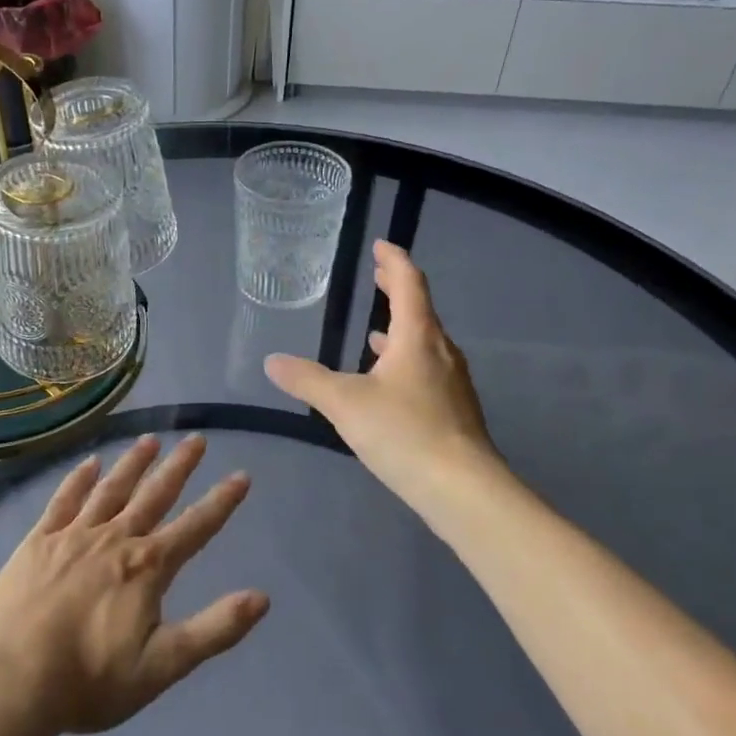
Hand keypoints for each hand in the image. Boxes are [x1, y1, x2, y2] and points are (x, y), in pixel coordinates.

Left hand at [0, 435, 267, 735]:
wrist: (11, 680)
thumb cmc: (90, 680)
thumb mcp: (162, 666)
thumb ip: (214, 629)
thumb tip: (262, 597)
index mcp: (147, 567)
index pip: (196, 527)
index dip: (221, 501)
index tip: (241, 476)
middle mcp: (115, 539)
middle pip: (154, 495)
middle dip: (179, 467)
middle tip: (196, 439)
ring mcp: (74, 535)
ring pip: (111, 489)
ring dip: (133, 463)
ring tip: (150, 440)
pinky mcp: (38, 541)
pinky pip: (64, 500)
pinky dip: (79, 479)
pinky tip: (90, 464)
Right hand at [265, 241, 504, 510]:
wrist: (463, 489)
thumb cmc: (405, 433)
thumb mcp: (345, 404)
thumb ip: (307, 381)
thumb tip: (272, 361)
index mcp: (418, 337)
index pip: (409, 284)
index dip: (394, 261)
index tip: (380, 246)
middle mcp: (440, 352)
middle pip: (421, 310)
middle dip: (397, 290)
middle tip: (377, 276)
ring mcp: (452, 383)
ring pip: (425, 343)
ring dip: (401, 330)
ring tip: (376, 331)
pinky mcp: (454, 410)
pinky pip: (427, 370)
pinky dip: (405, 362)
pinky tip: (389, 383)